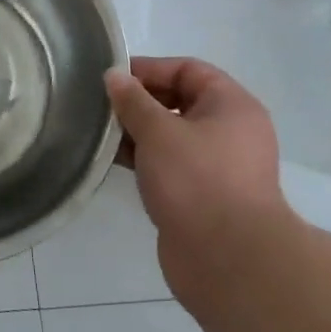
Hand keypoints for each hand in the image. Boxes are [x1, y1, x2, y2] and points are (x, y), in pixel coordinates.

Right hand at [106, 57, 294, 297]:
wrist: (229, 262)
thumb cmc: (197, 180)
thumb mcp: (159, 131)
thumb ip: (132, 100)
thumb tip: (114, 76)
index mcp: (232, 106)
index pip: (187, 70)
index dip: (149, 69)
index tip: (111, 79)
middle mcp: (230, 131)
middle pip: (178, 101)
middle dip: (139, 102)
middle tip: (101, 106)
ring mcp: (217, 167)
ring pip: (171, 136)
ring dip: (137, 132)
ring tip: (99, 132)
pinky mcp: (203, 196)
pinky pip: (169, 165)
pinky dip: (144, 159)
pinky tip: (112, 160)